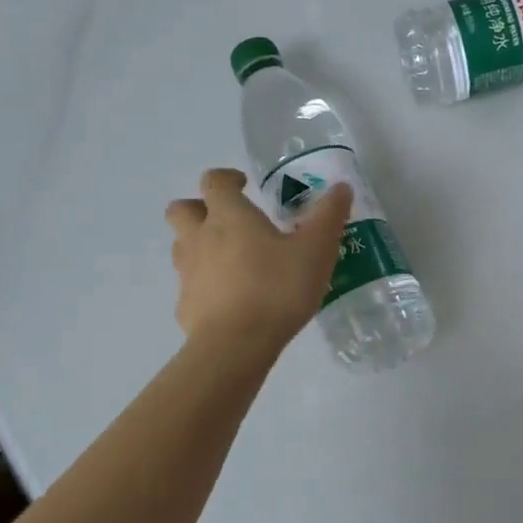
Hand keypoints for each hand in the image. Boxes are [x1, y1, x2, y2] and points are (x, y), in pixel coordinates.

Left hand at [165, 168, 350, 353]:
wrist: (237, 344)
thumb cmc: (278, 288)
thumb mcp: (316, 250)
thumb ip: (329, 216)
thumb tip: (341, 187)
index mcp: (229, 216)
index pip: (213, 181)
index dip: (226, 178)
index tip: (244, 186)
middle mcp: (200, 238)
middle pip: (181, 209)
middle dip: (199, 207)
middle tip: (228, 220)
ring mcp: (188, 273)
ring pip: (181, 246)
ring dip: (199, 244)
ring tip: (231, 260)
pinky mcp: (186, 306)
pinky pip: (191, 286)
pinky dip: (205, 285)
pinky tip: (230, 301)